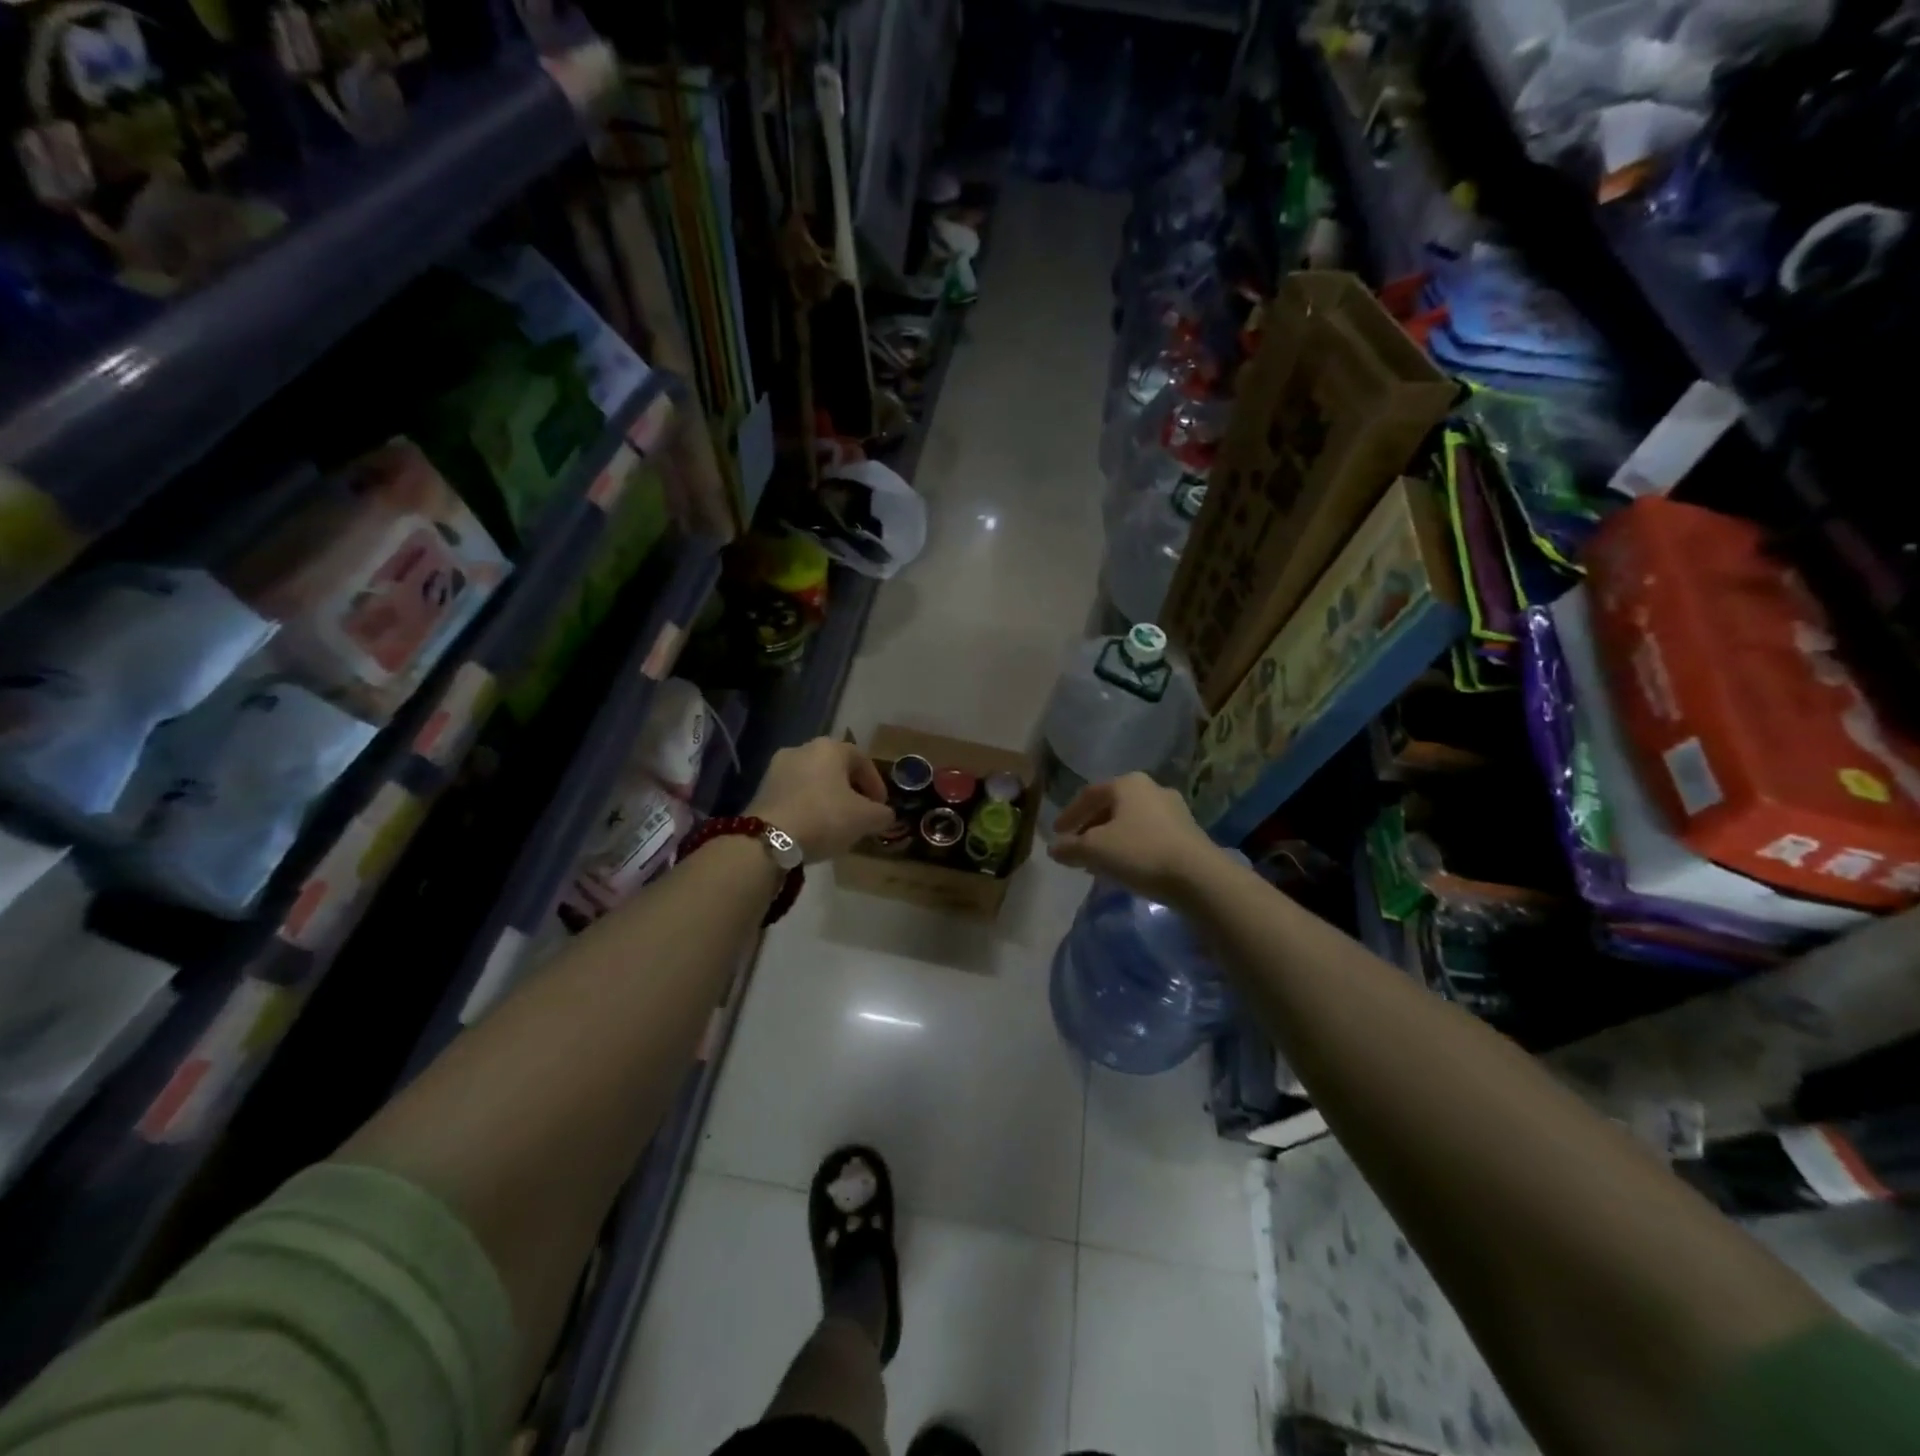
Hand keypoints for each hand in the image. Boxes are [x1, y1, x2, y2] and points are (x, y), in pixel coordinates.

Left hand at [748, 738, 896, 861]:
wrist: (768, 839)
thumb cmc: (824, 818)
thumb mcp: (865, 819)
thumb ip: (882, 814)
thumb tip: (885, 815)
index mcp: (830, 747)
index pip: (862, 760)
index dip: (876, 784)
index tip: (881, 807)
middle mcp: (802, 749)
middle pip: (835, 768)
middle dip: (850, 790)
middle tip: (860, 813)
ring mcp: (777, 768)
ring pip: (813, 780)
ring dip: (827, 797)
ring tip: (836, 823)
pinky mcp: (761, 789)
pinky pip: (794, 794)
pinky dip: (807, 806)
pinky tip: (812, 827)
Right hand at [1048, 773, 1218, 903]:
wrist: (1199, 877)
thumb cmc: (1140, 852)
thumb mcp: (1095, 850)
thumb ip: (1070, 847)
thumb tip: (1054, 848)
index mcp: (1128, 783)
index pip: (1089, 794)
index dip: (1069, 814)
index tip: (1056, 833)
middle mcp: (1152, 788)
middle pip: (1112, 806)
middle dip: (1091, 827)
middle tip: (1076, 847)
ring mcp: (1174, 810)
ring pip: (1131, 822)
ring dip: (1111, 839)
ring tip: (1098, 860)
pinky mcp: (1188, 833)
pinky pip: (1149, 835)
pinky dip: (1131, 846)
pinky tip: (1125, 866)